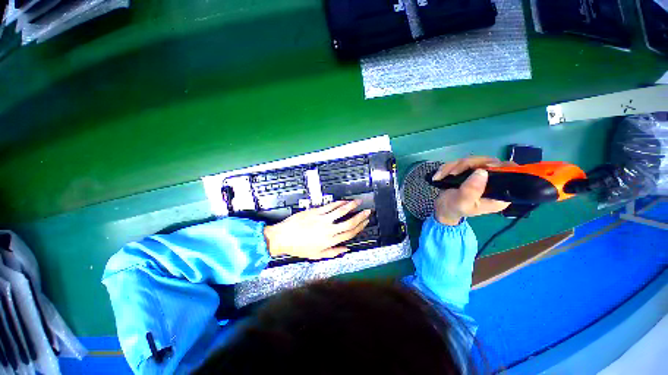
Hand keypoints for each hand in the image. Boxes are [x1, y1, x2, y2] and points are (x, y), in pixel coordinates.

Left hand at [263, 200, 370, 259]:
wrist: (283, 237)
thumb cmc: (299, 247)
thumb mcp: (316, 255)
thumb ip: (333, 252)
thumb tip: (346, 249)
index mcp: (330, 241)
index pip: (350, 233)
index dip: (359, 227)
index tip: (365, 222)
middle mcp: (329, 230)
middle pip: (349, 222)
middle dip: (360, 216)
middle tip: (367, 211)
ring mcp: (323, 219)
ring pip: (341, 211)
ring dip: (352, 206)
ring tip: (359, 202)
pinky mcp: (316, 211)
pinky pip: (330, 206)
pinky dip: (338, 203)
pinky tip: (344, 201)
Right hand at [432, 156, 512, 225]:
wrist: (442, 209)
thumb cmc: (454, 209)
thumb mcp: (462, 203)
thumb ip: (472, 190)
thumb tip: (482, 171)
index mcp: (499, 194)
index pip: (510, 174)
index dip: (499, 167)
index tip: (483, 167)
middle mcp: (495, 182)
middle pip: (488, 162)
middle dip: (466, 165)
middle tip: (451, 173)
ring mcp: (481, 175)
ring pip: (472, 160)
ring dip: (452, 167)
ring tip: (440, 176)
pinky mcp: (470, 172)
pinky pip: (461, 162)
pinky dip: (448, 167)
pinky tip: (439, 176)